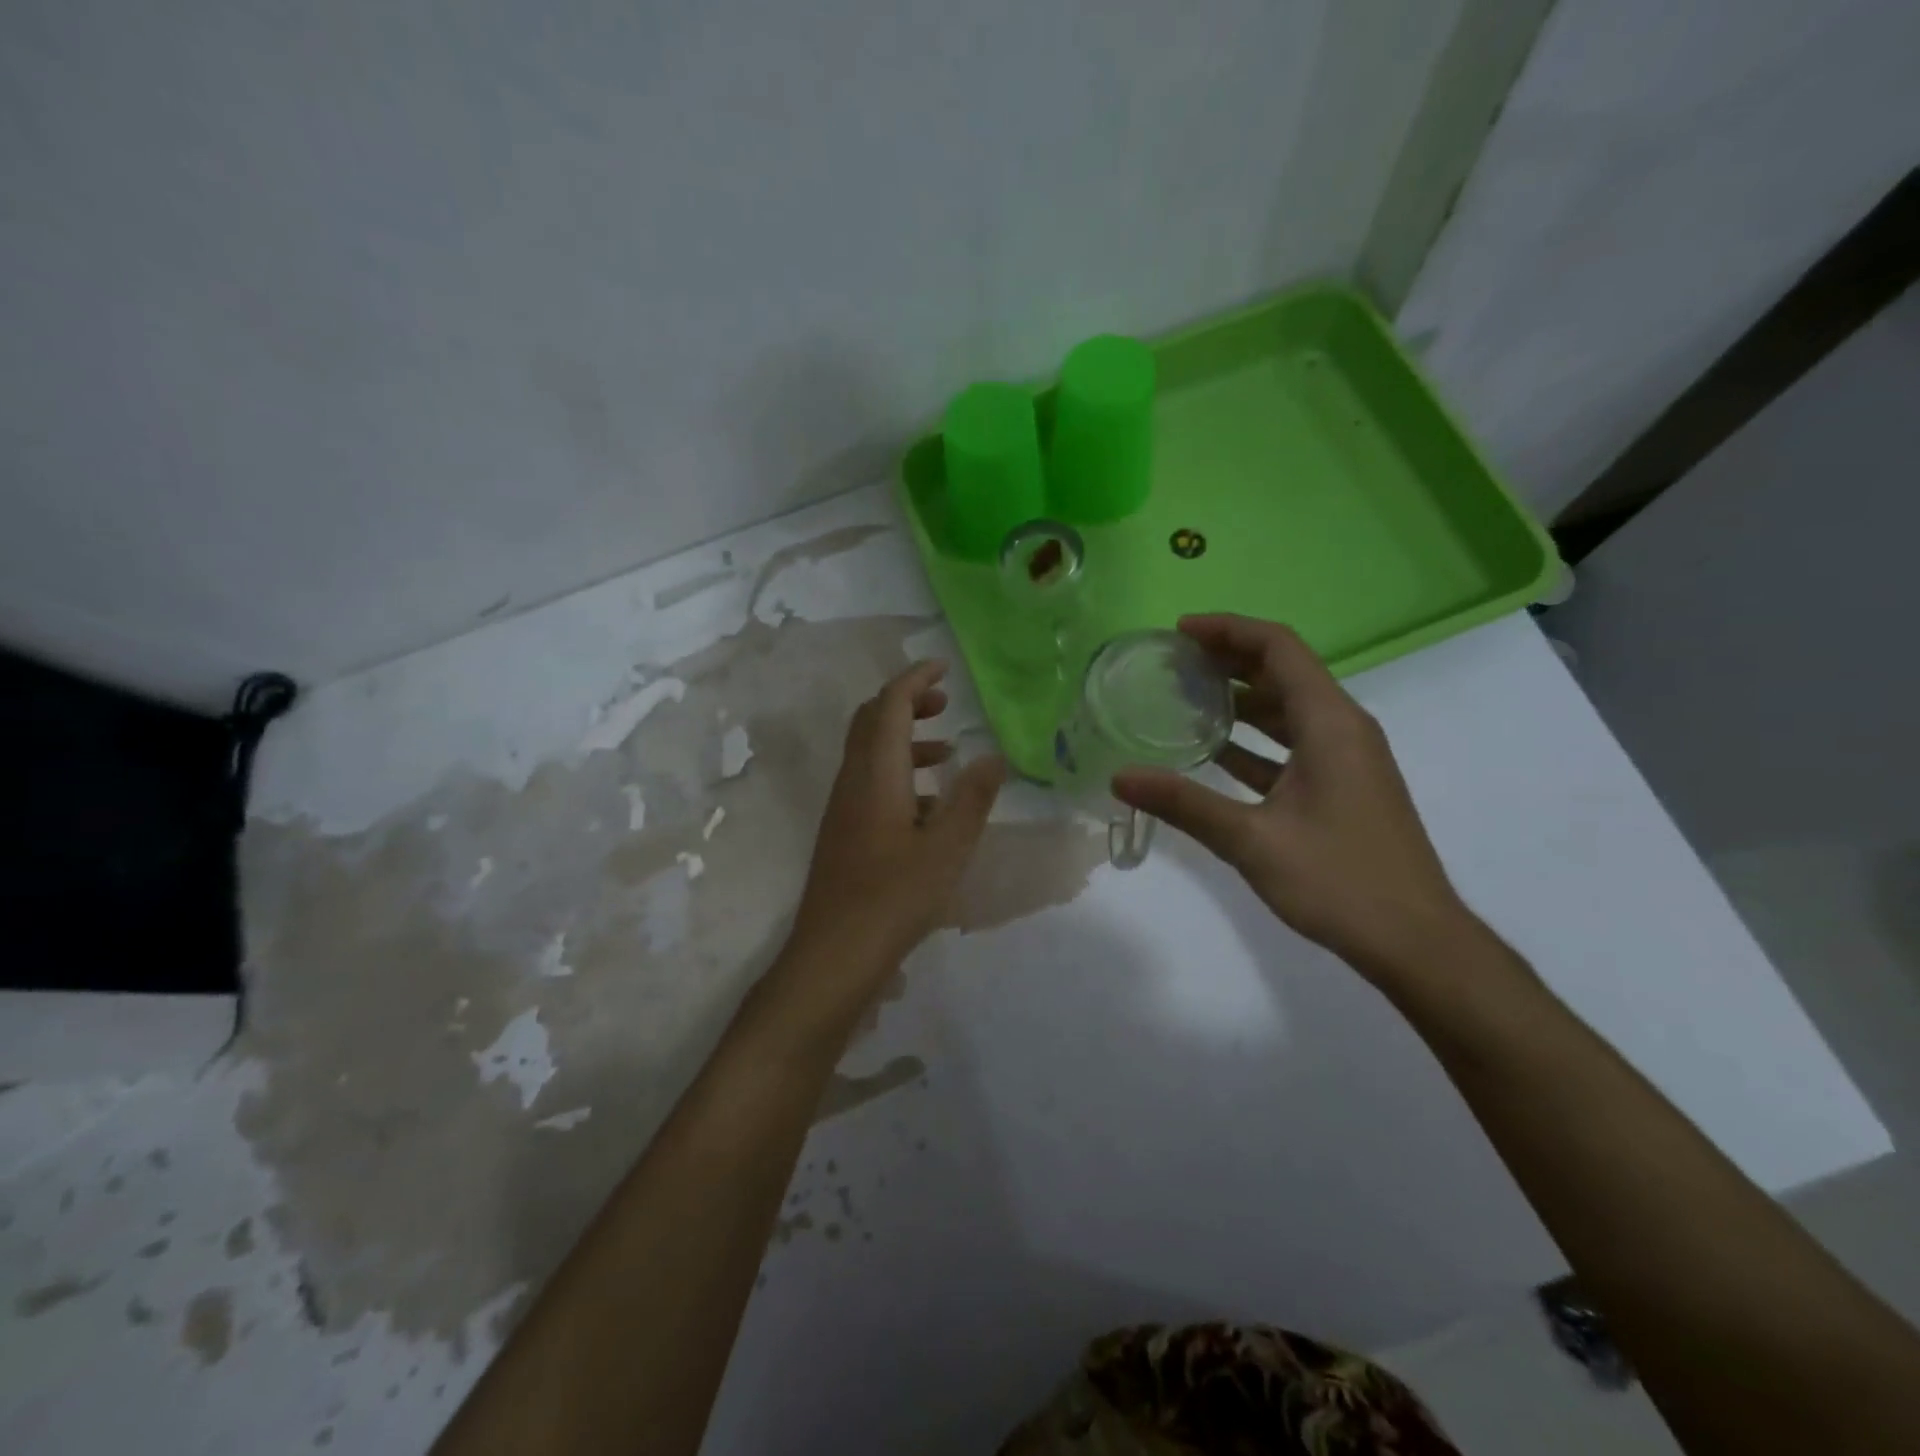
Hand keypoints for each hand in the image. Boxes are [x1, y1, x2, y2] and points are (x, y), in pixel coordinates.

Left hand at [781, 660, 1005, 1011]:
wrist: (834, 954)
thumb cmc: (895, 897)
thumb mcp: (948, 848)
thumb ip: (972, 799)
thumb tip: (993, 756)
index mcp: (876, 774)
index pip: (890, 705)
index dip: (915, 679)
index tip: (943, 667)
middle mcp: (852, 781)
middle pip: (872, 721)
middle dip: (907, 702)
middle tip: (945, 703)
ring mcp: (843, 807)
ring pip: (869, 752)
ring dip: (904, 739)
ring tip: (946, 752)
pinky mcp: (842, 832)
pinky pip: (869, 781)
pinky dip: (898, 772)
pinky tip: (927, 805)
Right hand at [1112, 615, 1467, 974]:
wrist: (1415, 941)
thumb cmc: (1339, 881)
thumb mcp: (1252, 841)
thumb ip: (1184, 804)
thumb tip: (1120, 777)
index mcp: (1331, 724)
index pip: (1279, 648)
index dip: (1228, 630)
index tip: (1179, 632)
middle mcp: (1343, 729)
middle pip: (1284, 672)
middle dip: (1228, 659)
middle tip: (1172, 663)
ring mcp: (1346, 759)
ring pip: (1288, 709)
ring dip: (1240, 699)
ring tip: (1184, 699)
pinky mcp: (1342, 787)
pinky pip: (1292, 745)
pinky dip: (1254, 741)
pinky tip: (1213, 754)